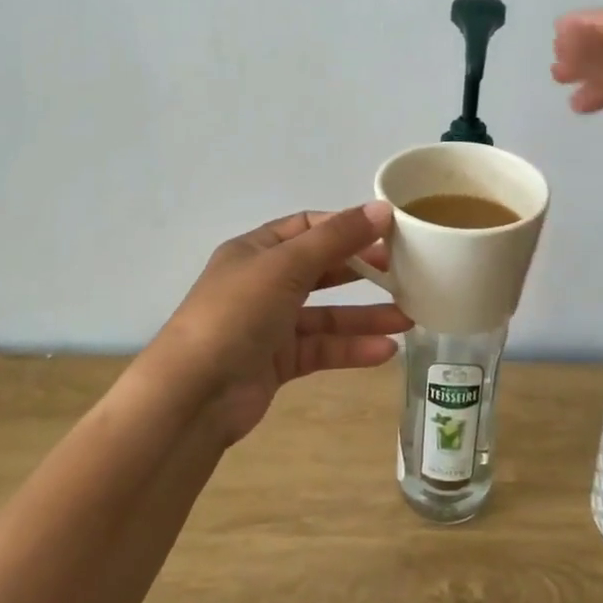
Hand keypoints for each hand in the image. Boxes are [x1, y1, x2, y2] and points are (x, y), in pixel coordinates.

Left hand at [143, 203, 412, 443]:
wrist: (193, 394)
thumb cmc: (237, 314)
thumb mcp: (286, 266)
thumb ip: (337, 239)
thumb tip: (382, 208)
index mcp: (256, 250)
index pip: (307, 227)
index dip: (346, 227)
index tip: (388, 232)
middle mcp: (262, 283)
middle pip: (320, 270)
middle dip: (361, 270)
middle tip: (405, 272)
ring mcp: (270, 325)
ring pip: (326, 314)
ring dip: (365, 316)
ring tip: (409, 319)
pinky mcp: (278, 362)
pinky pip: (321, 349)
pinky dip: (351, 349)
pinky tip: (386, 350)